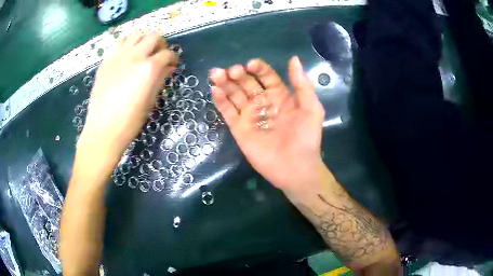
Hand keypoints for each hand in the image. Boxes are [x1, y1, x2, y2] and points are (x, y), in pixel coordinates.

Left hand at [79, 31, 177, 158]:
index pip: (168, 54)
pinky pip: (120, 42)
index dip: (173, 58)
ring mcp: (118, 56)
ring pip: (137, 34)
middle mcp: (135, 56)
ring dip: (144, 40)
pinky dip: (127, 44)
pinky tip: (127, 56)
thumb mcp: (151, 101)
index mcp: (149, 69)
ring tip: (143, 52)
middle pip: (154, 36)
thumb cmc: (130, 121)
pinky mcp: (106, 60)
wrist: (103, 130)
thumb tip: (169, 68)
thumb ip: (161, 79)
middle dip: (161, 44)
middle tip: (159, 55)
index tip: (173, 64)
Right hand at [210, 57, 324, 192]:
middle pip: (247, 83)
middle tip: (233, 71)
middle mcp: (262, 102)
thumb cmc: (306, 137)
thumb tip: (294, 58)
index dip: (259, 68)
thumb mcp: (311, 108)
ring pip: (234, 95)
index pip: (266, 76)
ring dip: (225, 83)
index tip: (250, 64)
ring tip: (216, 74)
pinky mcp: (239, 128)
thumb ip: (302, 84)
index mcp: (279, 95)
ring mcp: (249, 115)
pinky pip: (227, 112)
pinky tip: (214, 90)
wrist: (295, 167)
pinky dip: (220, 101)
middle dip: (238, 74)